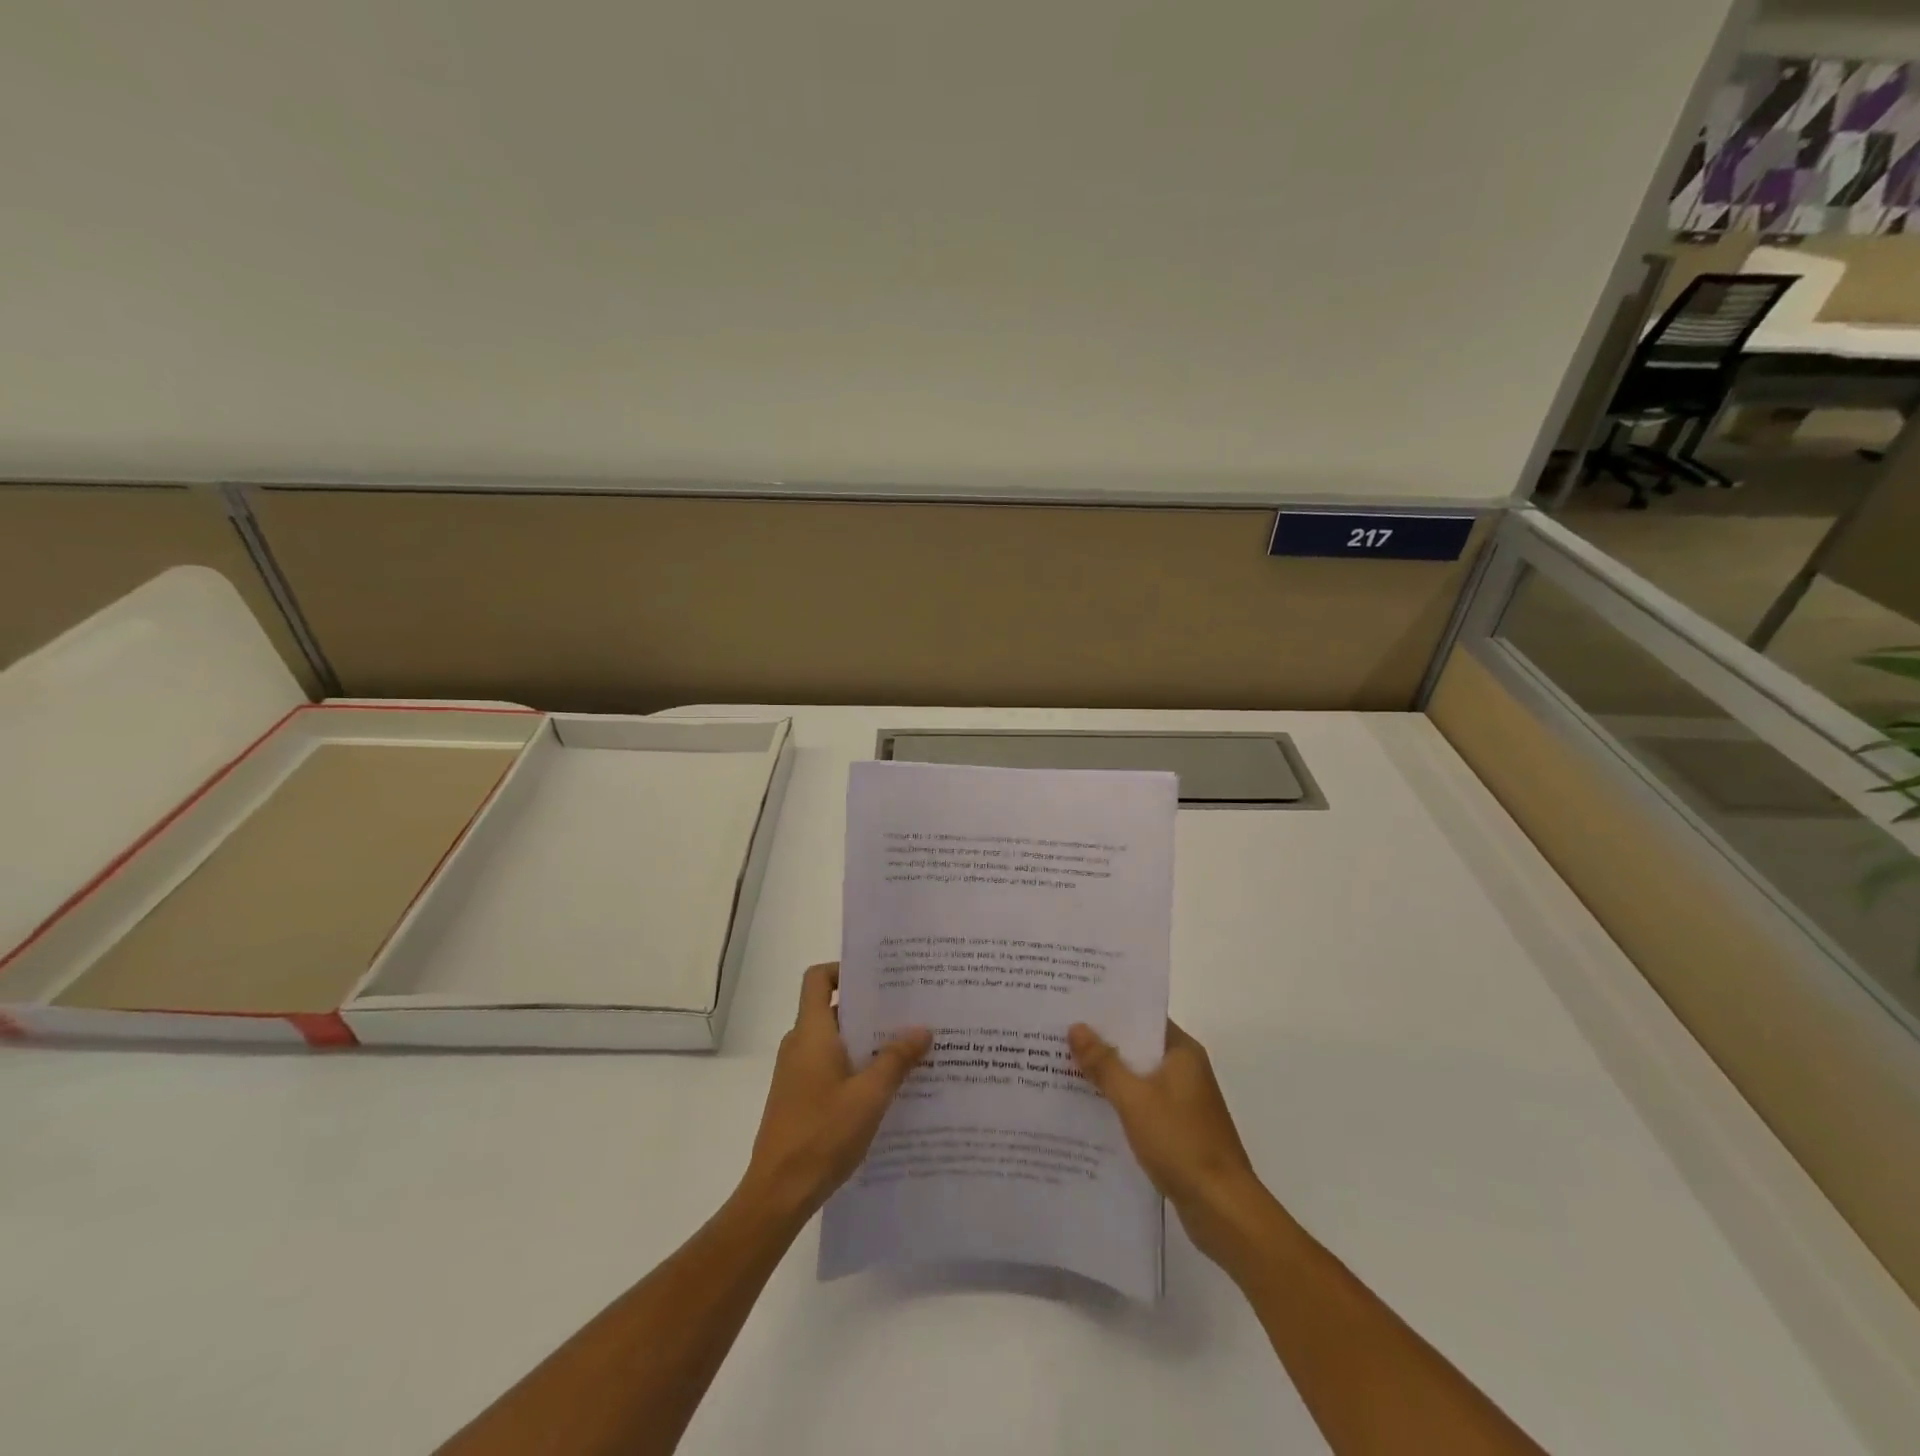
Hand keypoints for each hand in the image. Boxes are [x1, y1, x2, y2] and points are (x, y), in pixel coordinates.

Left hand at [741, 962, 931, 1221]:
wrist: (777, 1193)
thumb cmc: (822, 1135)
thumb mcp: (869, 1096)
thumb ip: (896, 1059)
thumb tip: (922, 1029)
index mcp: (811, 1033)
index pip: (818, 978)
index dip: (844, 970)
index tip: (879, 978)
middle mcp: (800, 1044)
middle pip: (833, 1008)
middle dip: (870, 1008)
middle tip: (910, 1010)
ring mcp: (797, 1072)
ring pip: (835, 1040)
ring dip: (867, 1041)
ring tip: (907, 1047)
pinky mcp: (799, 1096)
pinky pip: (830, 1065)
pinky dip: (856, 1065)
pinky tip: (887, 1085)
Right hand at [1069, 1019, 1270, 1263]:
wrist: (1222, 1209)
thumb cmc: (1180, 1142)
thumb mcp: (1134, 1099)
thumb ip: (1104, 1063)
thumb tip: (1076, 1026)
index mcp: (1182, 1052)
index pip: (1143, 1018)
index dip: (1110, 1010)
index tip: (1075, 1005)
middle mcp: (1185, 1070)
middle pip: (1138, 1047)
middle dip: (1102, 1043)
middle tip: (1059, 1033)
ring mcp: (1183, 1101)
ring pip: (1138, 1077)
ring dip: (1108, 1075)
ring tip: (1064, 1067)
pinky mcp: (1178, 1129)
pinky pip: (1142, 1103)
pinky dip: (1119, 1102)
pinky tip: (1088, 1107)